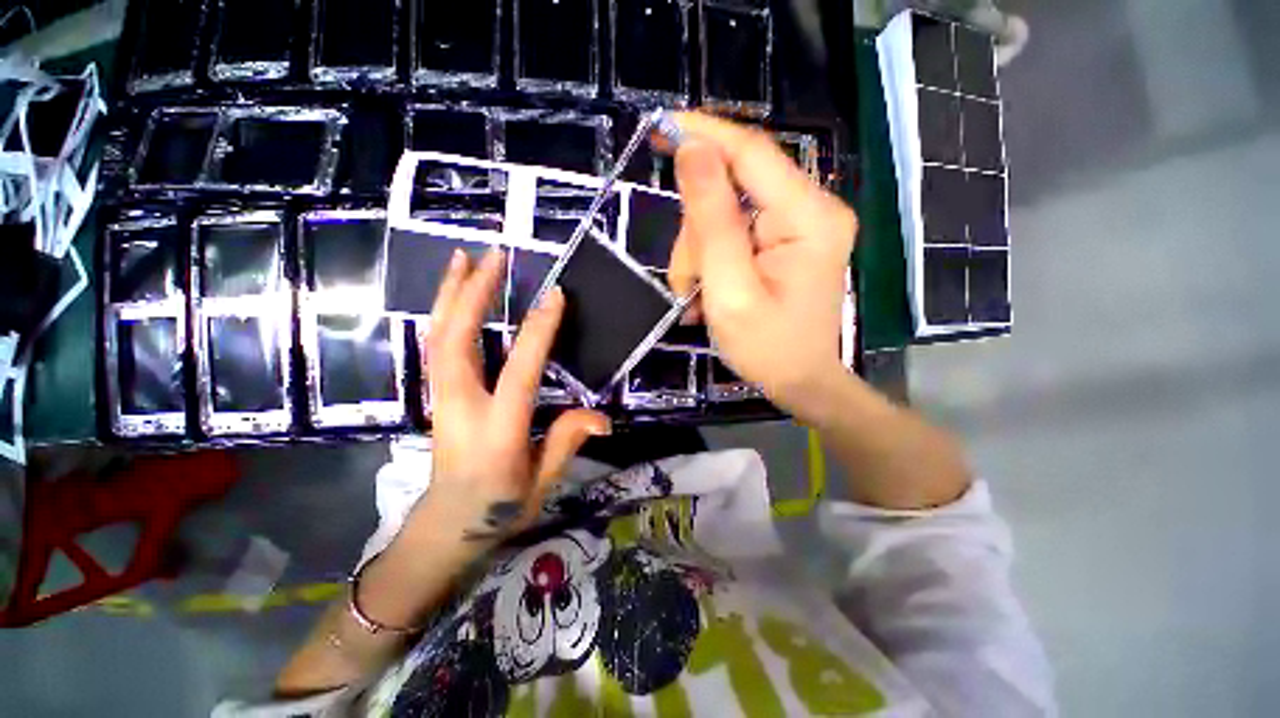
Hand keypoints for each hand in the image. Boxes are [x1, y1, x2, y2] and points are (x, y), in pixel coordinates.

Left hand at [417, 248, 609, 544]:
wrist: (446, 526)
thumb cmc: (499, 507)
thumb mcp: (542, 483)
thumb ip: (568, 442)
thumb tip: (603, 417)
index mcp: (498, 430)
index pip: (520, 371)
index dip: (538, 331)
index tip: (555, 296)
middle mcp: (463, 406)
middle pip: (457, 340)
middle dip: (474, 294)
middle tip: (493, 255)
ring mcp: (443, 398)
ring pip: (439, 337)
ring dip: (451, 294)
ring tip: (464, 257)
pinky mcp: (438, 395)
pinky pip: (437, 345)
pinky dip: (443, 313)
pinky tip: (454, 294)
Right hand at [667, 113, 857, 420]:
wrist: (800, 382)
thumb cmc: (767, 348)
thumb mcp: (730, 290)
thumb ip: (712, 222)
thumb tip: (692, 151)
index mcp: (808, 217)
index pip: (751, 153)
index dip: (704, 134)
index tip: (660, 127)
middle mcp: (810, 209)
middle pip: (732, 189)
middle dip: (697, 235)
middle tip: (687, 284)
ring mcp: (798, 225)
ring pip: (725, 215)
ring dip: (699, 255)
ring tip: (698, 299)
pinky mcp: (784, 240)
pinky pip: (734, 232)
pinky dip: (711, 261)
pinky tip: (709, 293)